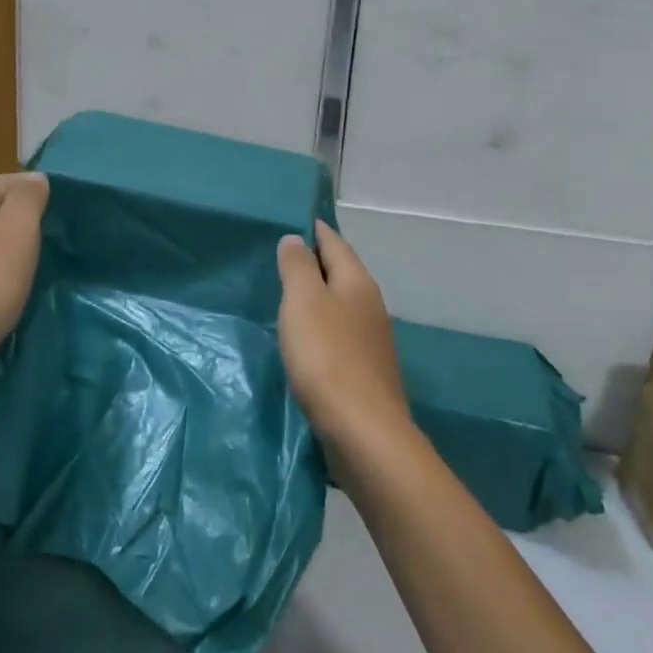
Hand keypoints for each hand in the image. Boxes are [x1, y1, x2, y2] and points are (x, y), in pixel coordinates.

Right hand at [277, 222, 409, 451]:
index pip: (335, 243)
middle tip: (281, 256)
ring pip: (341, 306)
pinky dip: (320, 327)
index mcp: (358, 284)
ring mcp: (371, 342)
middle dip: (315, 263)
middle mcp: (370, 307)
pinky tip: (304, 339)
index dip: (315, 230)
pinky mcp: (364, 372)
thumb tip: (296, 239)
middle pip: (341, 273)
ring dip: (318, 297)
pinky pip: (339, 336)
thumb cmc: (327, 358)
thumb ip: (298, 267)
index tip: (294, 220)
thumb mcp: (304, 302)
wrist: (363, 432)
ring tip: (287, 295)